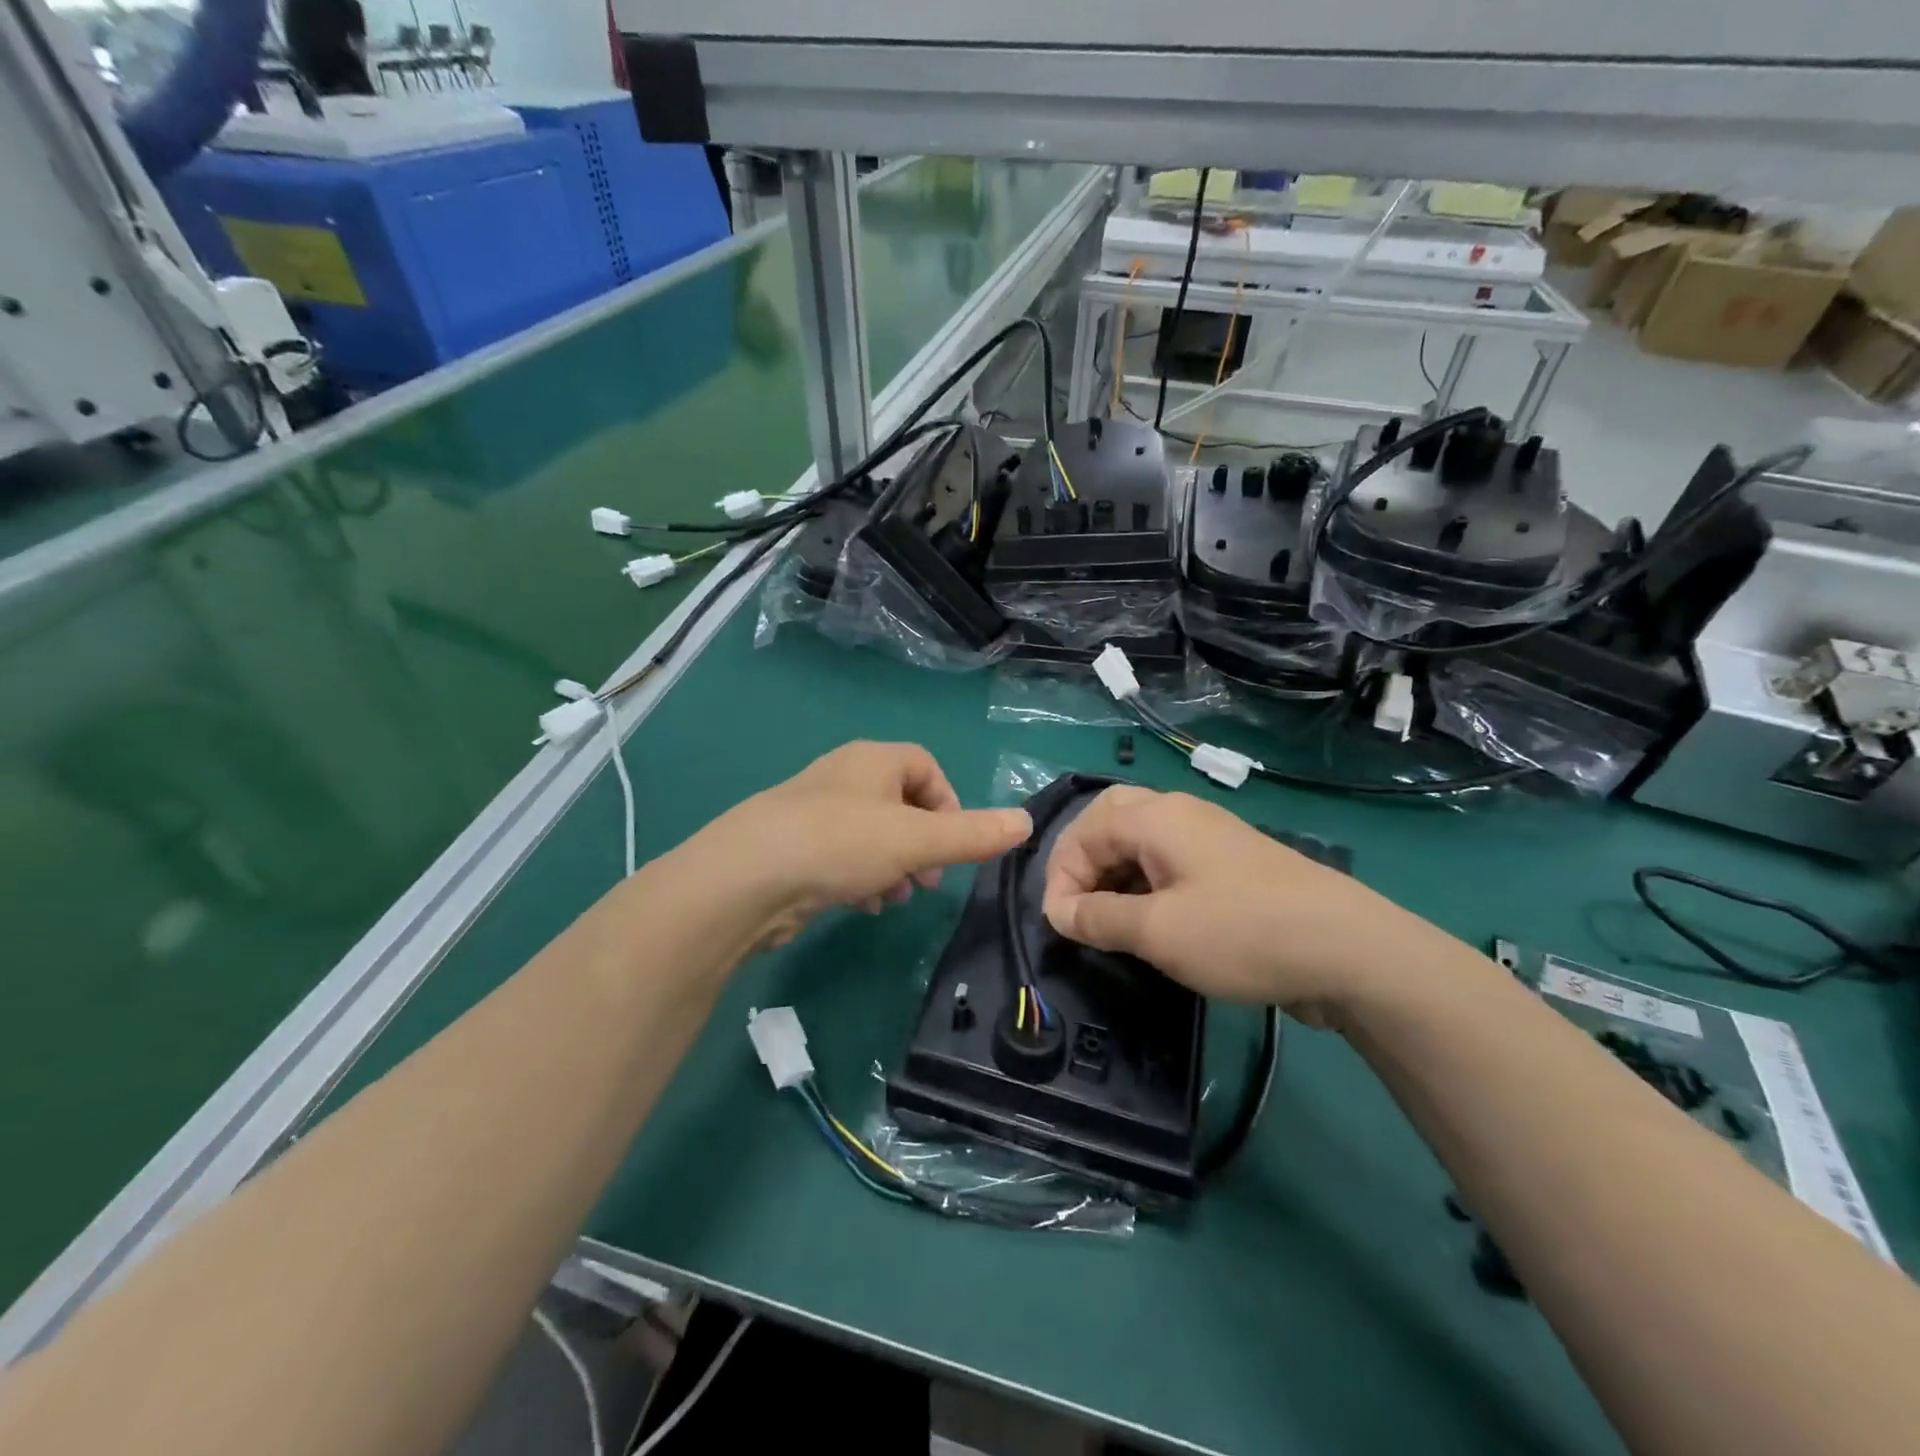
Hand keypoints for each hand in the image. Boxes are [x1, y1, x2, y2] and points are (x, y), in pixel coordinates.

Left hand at [688, 742, 1030, 947]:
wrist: (746, 877)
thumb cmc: (840, 844)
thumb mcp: (918, 841)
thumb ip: (974, 834)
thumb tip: (1027, 822)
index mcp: (873, 761)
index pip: (925, 766)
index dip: (948, 803)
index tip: (955, 843)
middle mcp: (843, 777)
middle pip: (900, 803)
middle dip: (922, 843)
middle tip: (928, 879)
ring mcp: (813, 811)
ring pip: (871, 834)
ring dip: (893, 865)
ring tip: (895, 897)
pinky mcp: (793, 846)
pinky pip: (841, 855)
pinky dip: (860, 877)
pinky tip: (860, 905)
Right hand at [1041, 786, 1447, 1024]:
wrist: (1349, 950)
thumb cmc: (1241, 933)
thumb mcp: (1158, 931)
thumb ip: (1098, 918)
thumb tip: (1058, 912)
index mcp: (1156, 817)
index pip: (1084, 831)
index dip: (1061, 876)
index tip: (1061, 925)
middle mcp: (1180, 814)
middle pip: (1110, 821)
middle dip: (1084, 863)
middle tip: (1077, 907)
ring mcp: (1210, 837)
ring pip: (1141, 842)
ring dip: (1114, 875)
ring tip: (1109, 921)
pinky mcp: (1231, 865)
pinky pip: (1170, 862)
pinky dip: (1145, 885)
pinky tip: (1151, 923)